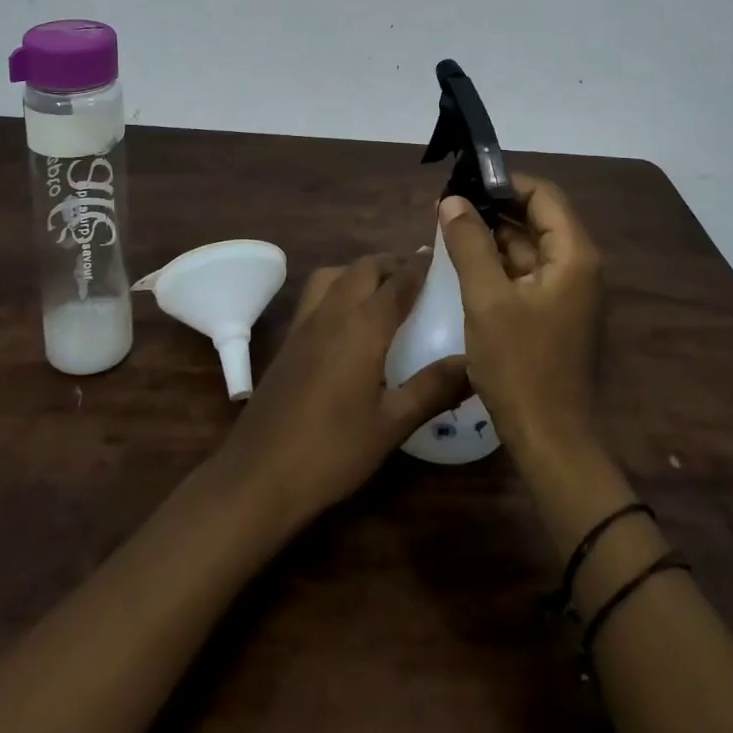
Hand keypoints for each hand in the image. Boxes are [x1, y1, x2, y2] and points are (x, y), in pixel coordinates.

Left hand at [213, 253, 468, 531]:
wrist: (259, 474)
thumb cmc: (332, 450)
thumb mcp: (392, 424)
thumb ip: (433, 388)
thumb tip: (473, 362)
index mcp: (363, 325)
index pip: (398, 281)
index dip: (421, 266)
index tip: (443, 258)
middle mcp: (333, 311)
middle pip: (364, 268)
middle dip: (392, 263)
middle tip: (419, 274)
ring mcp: (305, 323)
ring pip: (335, 274)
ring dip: (361, 270)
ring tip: (384, 288)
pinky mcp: (289, 339)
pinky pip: (317, 293)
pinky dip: (339, 287)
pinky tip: (349, 318)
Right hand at [438, 175, 603, 460]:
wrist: (549, 442)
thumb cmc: (520, 366)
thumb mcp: (487, 299)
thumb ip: (469, 244)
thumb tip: (451, 200)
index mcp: (574, 255)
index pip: (542, 195)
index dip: (503, 182)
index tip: (463, 182)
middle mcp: (577, 265)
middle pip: (536, 217)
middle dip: (491, 208)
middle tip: (446, 205)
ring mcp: (567, 291)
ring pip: (527, 246)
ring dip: (491, 236)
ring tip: (447, 228)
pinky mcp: (552, 312)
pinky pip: (524, 273)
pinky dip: (496, 263)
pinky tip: (462, 262)